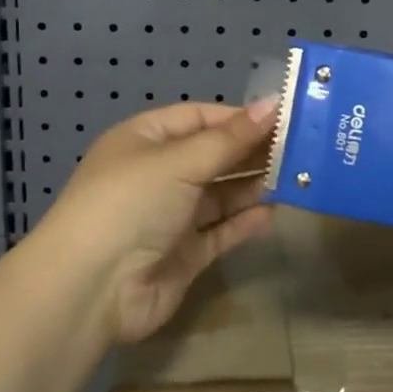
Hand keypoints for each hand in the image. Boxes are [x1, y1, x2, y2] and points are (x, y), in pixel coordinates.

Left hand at [37, 98, 277, 342]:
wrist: (91, 289)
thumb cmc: (131, 203)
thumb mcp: (180, 161)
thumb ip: (230, 138)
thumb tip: (274, 102)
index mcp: (145, 139)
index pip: (199, 117)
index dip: (239, 117)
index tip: (283, 118)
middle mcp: (157, 174)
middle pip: (212, 155)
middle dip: (251, 151)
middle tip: (301, 148)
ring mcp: (170, 216)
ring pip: (220, 194)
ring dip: (253, 186)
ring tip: (296, 177)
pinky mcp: (183, 254)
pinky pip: (220, 231)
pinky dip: (244, 221)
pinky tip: (273, 213)